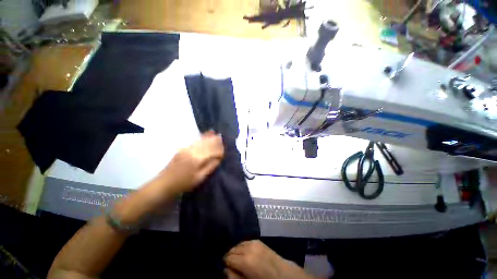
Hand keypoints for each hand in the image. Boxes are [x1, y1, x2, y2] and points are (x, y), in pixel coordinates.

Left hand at [158, 131, 223, 195]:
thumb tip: (219, 158)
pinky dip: (202, 137)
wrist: (164, 184)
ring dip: (210, 137)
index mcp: (197, 159)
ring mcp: (186, 148)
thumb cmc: (184, 183)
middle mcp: (192, 151)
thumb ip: (210, 166)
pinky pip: (195, 141)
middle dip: (216, 140)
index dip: (219, 149)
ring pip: (201, 140)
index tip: (224, 150)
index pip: (212, 151)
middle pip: (207, 143)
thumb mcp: (200, 178)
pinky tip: (207, 134)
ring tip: (217, 135)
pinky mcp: (183, 148)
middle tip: (223, 138)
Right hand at [224, 240, 314, 278]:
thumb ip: (234, 277)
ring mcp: (253, 242)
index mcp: (245, 260)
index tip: (226, 268)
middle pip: (232, 249)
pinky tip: (245, 254)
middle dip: (230, 256)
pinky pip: (245, 242)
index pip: (228, 258)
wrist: (282, 274)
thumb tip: (226, 269)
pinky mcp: (258, 240)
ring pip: (238, 244)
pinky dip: (242, 247)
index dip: (225, 263)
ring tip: (238, 260)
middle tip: (232, 265)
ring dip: (236, 251)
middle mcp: (248, 248)